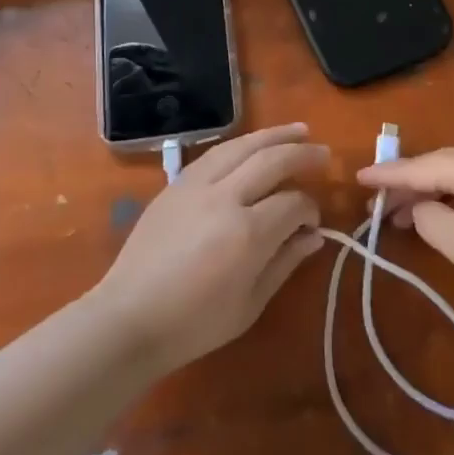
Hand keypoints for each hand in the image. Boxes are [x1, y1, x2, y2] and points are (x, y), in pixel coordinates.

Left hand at [92, 124, 327, 371]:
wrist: (129, 319)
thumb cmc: (195, 324)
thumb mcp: (250, 303)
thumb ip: (285, 262)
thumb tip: (314, 236)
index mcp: (248, 233)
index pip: (293, 203)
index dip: (310, 209)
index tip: (313, 223)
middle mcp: (224, 197)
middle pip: (271, 160)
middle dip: (302, 154)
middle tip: (324, 154)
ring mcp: (196, 186)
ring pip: (241, 145)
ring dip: (273, 135)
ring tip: (298, 130)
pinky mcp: (175, 185)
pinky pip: (215, 153)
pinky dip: (241, 145)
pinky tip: (253, 146)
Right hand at [356, 141, 453, 299]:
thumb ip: (427, 220)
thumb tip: (419, 206)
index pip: (416, 166)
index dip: (385, 176)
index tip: (357, 178)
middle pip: (435, 166)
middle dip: (405, 187)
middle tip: (378, 208)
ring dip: (428, 192)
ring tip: (402, 215)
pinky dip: (451, 194)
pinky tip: (442, 212)